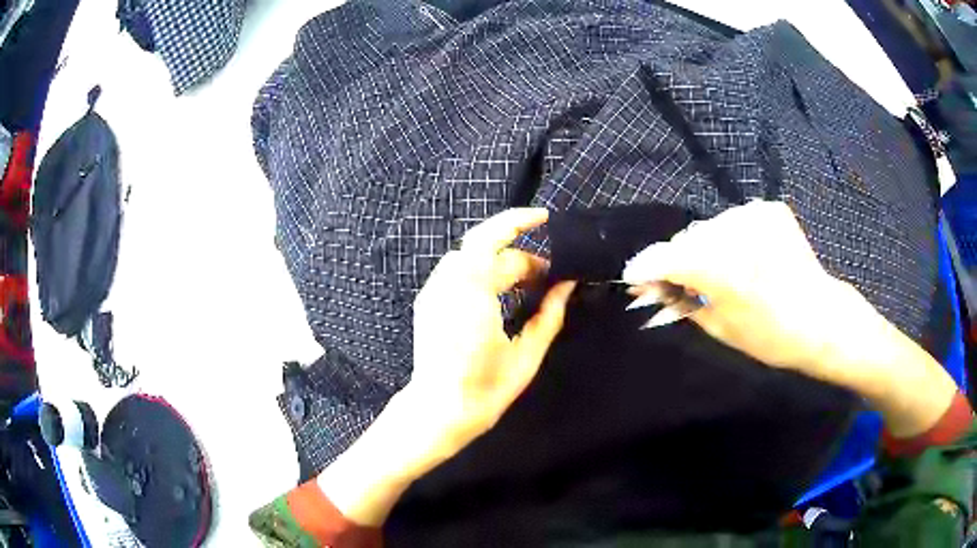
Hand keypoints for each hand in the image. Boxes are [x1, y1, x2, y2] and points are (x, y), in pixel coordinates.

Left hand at [320, 208, 574, 525]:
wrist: (439, 410)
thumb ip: (549, 314)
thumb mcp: (527, 354)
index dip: (518, 222)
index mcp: (472, 292)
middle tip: (548, 279)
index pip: (494, 240)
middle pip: (487, 251)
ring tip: (528, 288)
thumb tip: (567, 285)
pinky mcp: (427, 301)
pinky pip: (459, 274)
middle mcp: (448, 283)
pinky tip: (500, 296)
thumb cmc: (486, 388)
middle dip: (521, 259)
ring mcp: (433, 291)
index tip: (544, 218)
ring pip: (472, 259)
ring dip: (501, 265)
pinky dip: (483, 275)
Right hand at [621, 200, 958, 438]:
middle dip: (676, 260)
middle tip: (671, 286)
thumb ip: (681, 302)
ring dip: (704, 249)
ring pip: (710, 228)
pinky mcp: (770, 209)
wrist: (824, 319)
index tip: (633, 279)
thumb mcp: (720, 329)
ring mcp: (755, 213)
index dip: (645, 268)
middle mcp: (735, 229)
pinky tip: (741, 259)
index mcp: (722, 266)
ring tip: (712, 275)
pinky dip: (730, 239)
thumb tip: (651, 288)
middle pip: (687, 239)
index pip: (664, 256)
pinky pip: (735, 221)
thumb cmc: (773, 336)